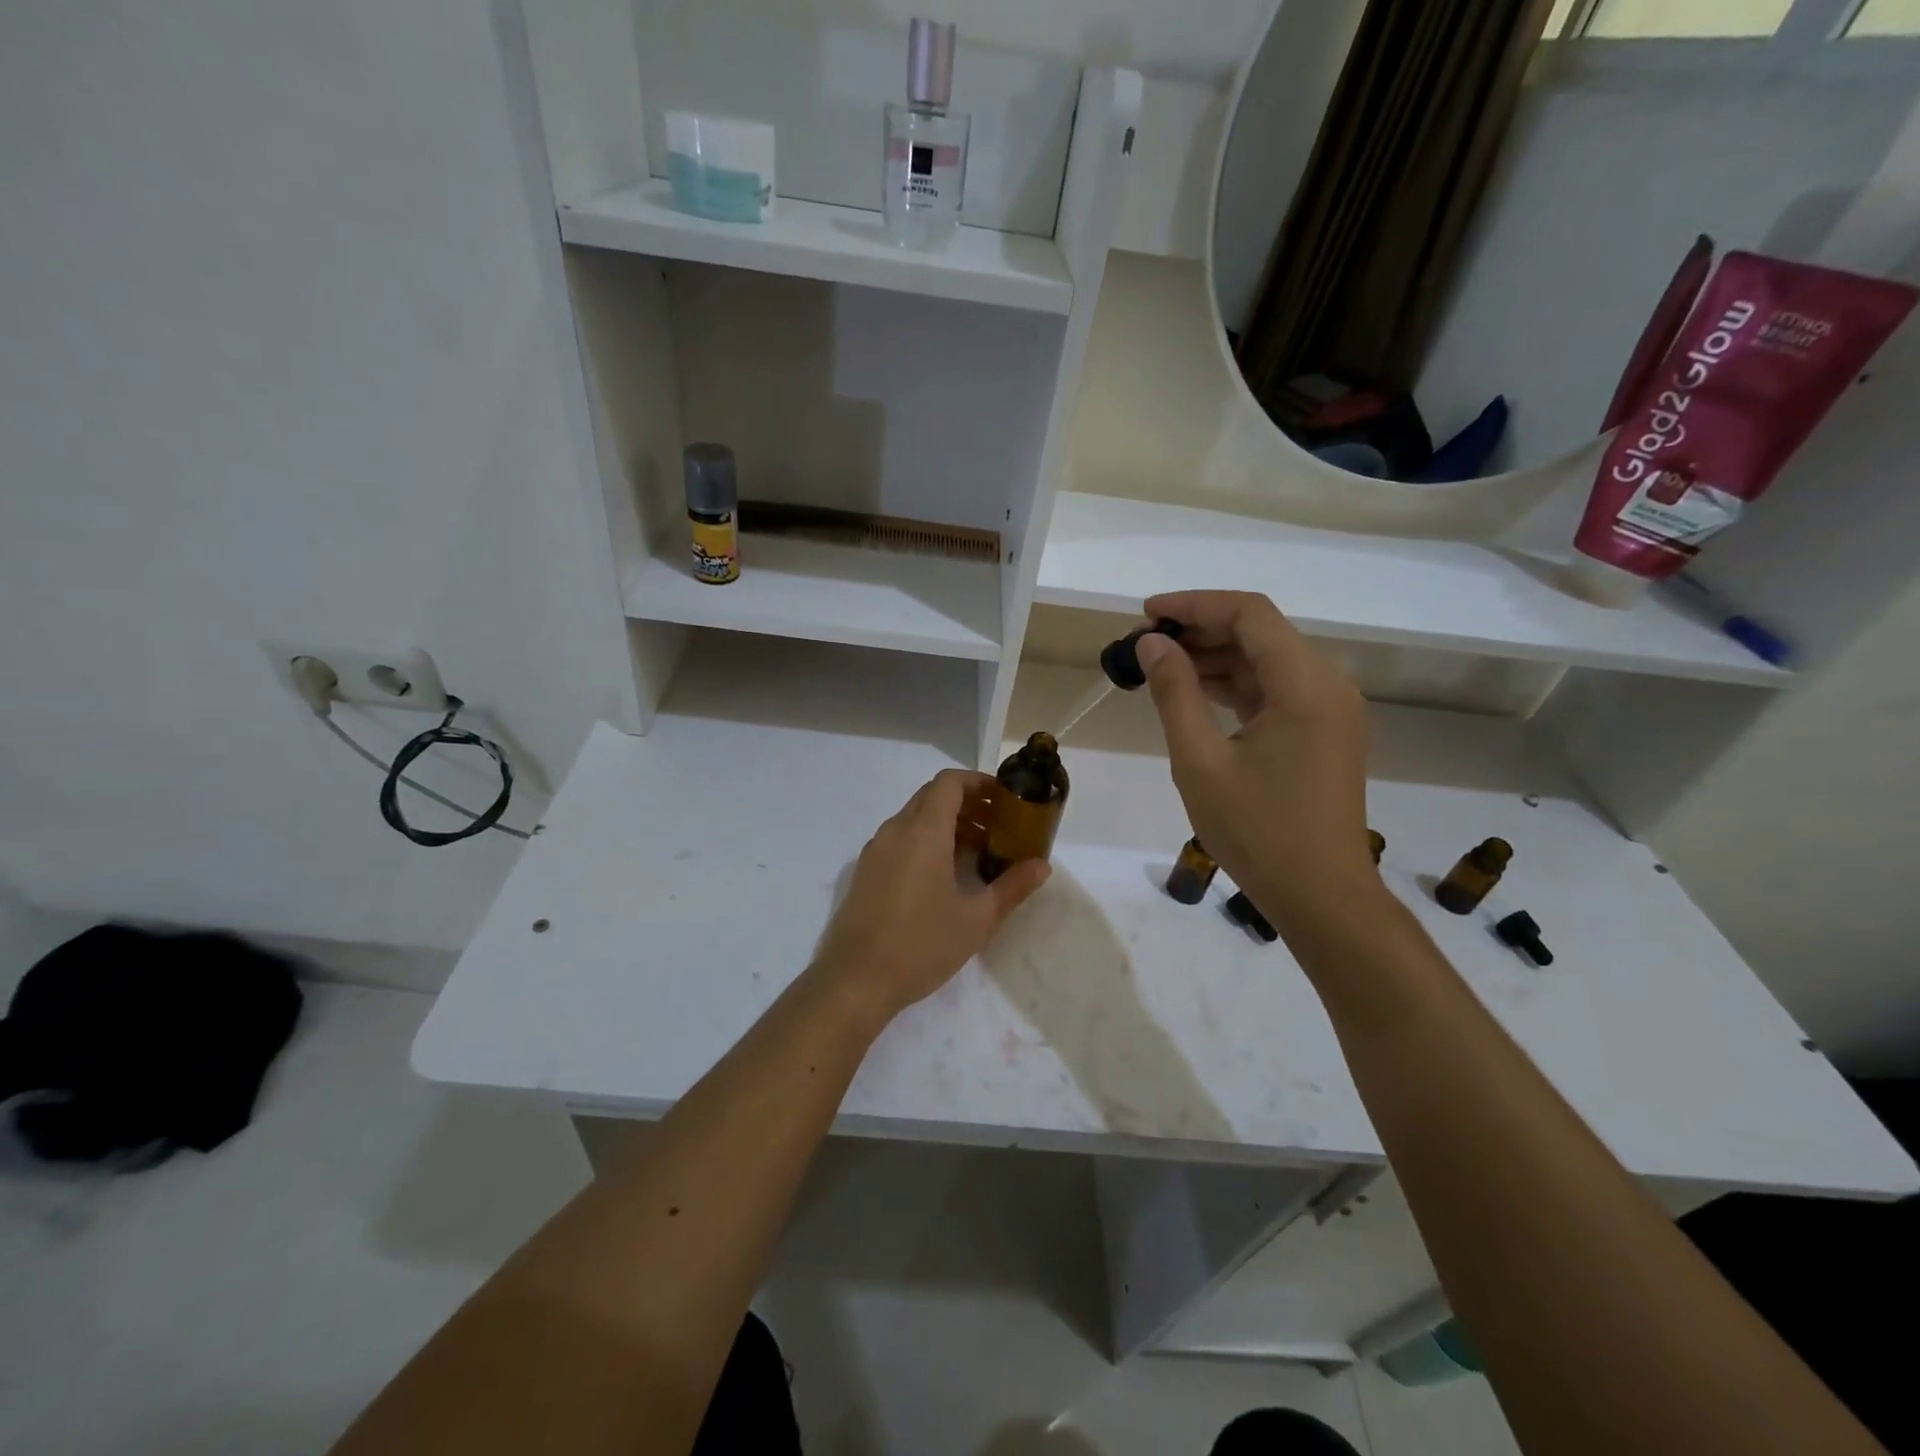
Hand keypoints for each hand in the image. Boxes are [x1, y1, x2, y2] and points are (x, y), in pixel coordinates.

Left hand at [811, 769, 1050, 1026]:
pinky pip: (899, 839)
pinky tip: (943, 876)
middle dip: (967, 803)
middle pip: (932, 797)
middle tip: (997, 826)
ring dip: (946, 824)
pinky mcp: (865, 872)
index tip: (1004, 799)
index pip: (949, 783)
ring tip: (977, 853)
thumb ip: (1012, 887)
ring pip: (914, 818)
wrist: (856, 981)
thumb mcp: (977, 919)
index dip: (978, 782)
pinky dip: (925, 841)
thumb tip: (1042, 866)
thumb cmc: (922, 945)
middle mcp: (895, 831)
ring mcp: (875, 851)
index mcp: (923, 832)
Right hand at [1135, 591, 1379, 929]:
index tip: (1144, 615)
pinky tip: (1195, 693)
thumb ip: (1175, 693)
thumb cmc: (1257, 831)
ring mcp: (1330, 709)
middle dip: (1200, 630)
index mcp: (1304, 684)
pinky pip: (1276, 690)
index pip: (1249, 614)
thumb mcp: (1200, 761)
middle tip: (1143, 646)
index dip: (1194, 605)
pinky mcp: (1324, 732)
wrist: (1321, 896)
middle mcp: (1327, 684)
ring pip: (1267, 660)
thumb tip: (1151, 643)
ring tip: (1159, 667)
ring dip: (1215, 657)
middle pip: (1260, 632)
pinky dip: (1235, 685)